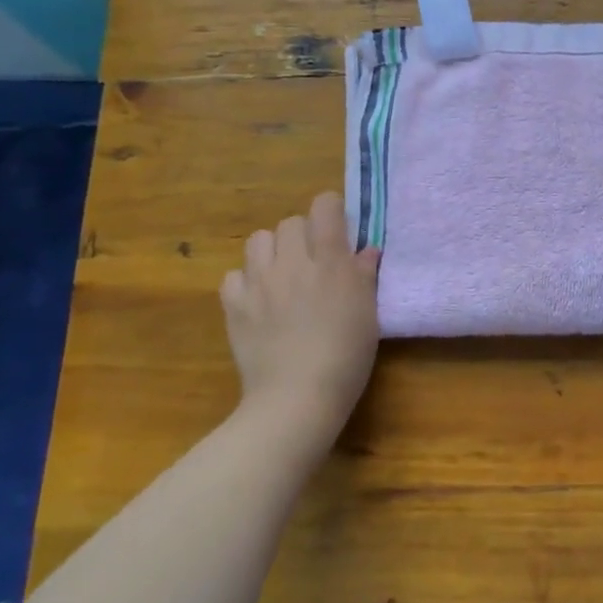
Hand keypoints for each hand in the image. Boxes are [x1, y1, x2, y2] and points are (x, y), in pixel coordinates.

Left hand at [220, 193, 381, 443]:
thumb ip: (365, 275)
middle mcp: (292, 261)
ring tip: (283, 273)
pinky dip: (246, 281)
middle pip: (290, 222)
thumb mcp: (368, 312)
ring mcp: (258, 282)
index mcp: (330, 260)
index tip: (339, 229)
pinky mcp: (233, 305)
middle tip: (314, 259)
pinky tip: (259, 300)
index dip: (332, 211)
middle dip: (304, 233)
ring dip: (272, 250)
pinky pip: (234, 275)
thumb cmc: (346, 355)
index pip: (324, 206)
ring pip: (258, 240)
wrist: (296, 396)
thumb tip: (366, 250)